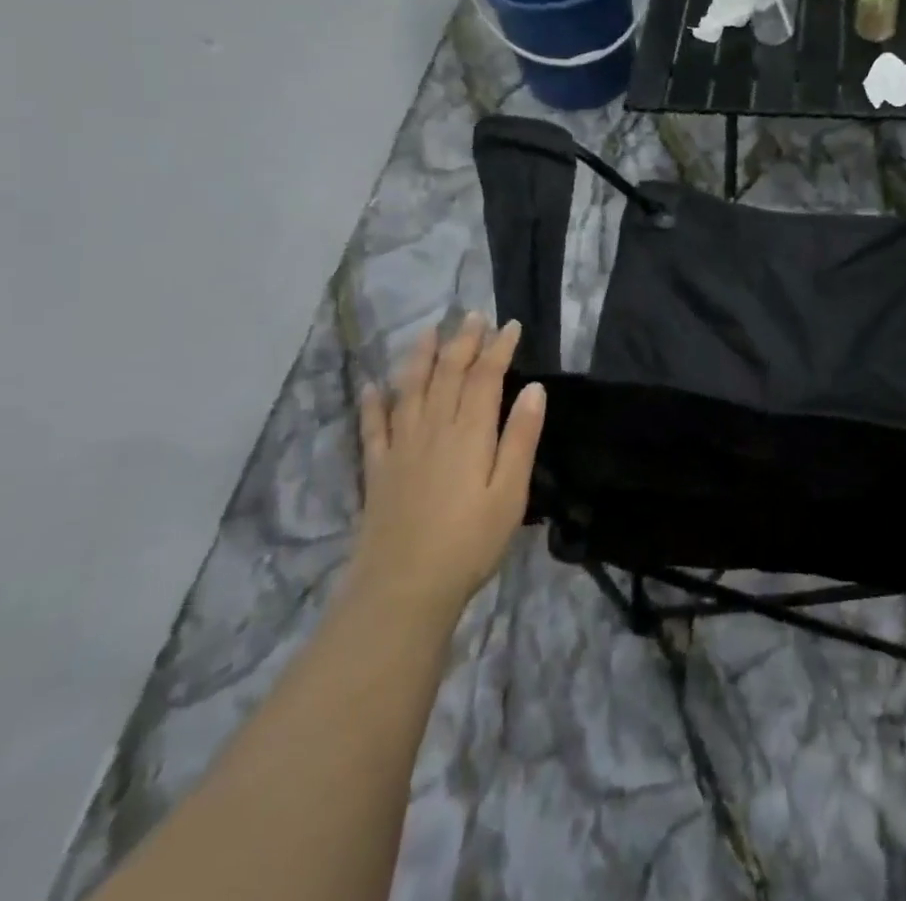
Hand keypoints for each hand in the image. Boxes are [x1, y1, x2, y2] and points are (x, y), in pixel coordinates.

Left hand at [347, 313, 545, 634]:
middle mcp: (433, 429)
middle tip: (473, 316)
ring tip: (428, 331)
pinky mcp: (377, 470)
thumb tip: (534, 388)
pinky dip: (373, 403)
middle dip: (463, 342)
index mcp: (470, 433)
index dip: (498, 348)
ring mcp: (401, 448)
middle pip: (448, 374)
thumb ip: (520, 438)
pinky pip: (373, 427)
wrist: (402, 589)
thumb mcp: (510, 493)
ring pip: (410, 390)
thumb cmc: (469, 543)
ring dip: (420, 357)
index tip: (510, 325)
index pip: (485, 377)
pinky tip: (372, 387)